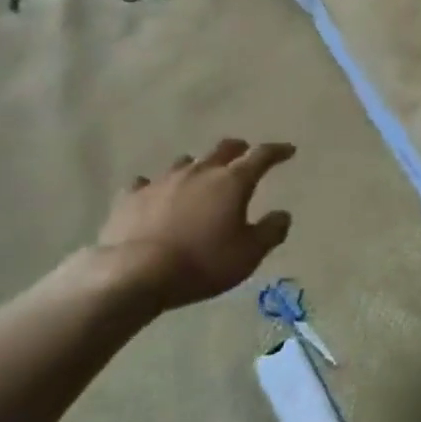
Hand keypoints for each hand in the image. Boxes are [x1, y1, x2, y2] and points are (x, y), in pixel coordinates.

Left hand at [96, 139, 295, 310]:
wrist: (135, 273)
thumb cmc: (202, 263)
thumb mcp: (248, 255)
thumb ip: (270, 232)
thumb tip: (283, 214)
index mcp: (231, 182)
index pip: (261, 156)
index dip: (277, 151)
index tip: (288, 150)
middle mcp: (199, 171)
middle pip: (223, 149)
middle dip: (238, 148)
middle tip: (245, 151)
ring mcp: (162, 180)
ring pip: (185, 162)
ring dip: (198, 166)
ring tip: (200, 176)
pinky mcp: (132, 196)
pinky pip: (146, 183)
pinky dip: (154, 187)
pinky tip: (153, 195)